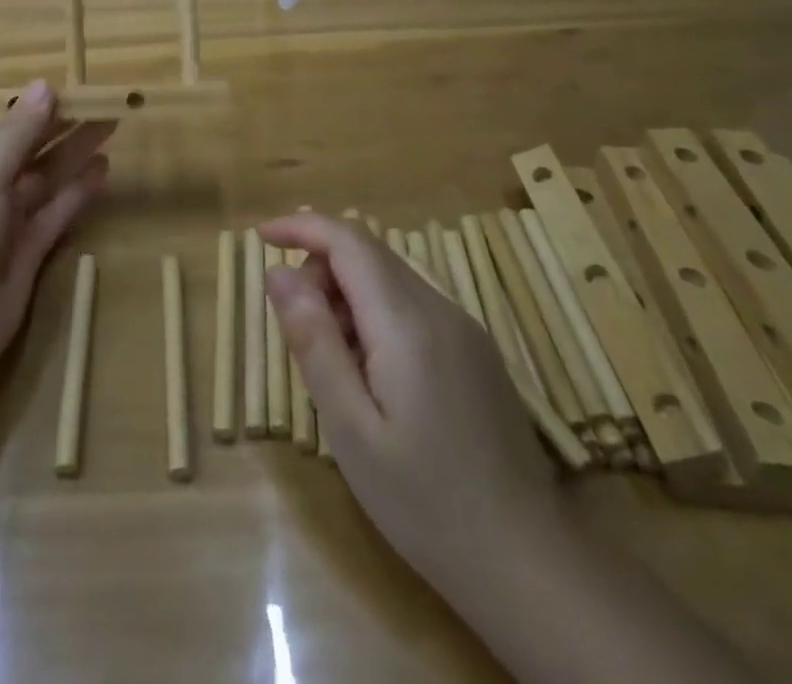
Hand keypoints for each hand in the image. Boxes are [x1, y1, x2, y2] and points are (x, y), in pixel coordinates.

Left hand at [0, 81, 113, 384]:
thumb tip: (44, 85)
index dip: (15, 102)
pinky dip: (79, 190)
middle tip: (98, 98)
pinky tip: (103, 169)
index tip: (52, 82)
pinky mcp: (30, 249)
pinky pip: (58, 210)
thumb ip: (16, 133)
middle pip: (23, 145)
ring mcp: (6, 219)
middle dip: (56, 122)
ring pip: (45, 175)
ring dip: (74, 150)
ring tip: (109, 122)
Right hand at [259, 212, 558, 599]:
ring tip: (332, 360)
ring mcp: (464, 329)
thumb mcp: (350, 428)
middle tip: (294, 324)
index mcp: (407, 323)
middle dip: (320, 266)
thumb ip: (313, 341)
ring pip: (390, 277)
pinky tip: (371, 373)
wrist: (528, 566)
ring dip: (347, 293)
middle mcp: (440, 309)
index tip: (263, 236)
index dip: (302, 227)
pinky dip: (375, 313)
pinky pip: (412, 304)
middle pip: (369, 253)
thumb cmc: (425, 503)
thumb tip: (279, 273)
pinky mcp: (475, 351)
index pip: (349, 241)